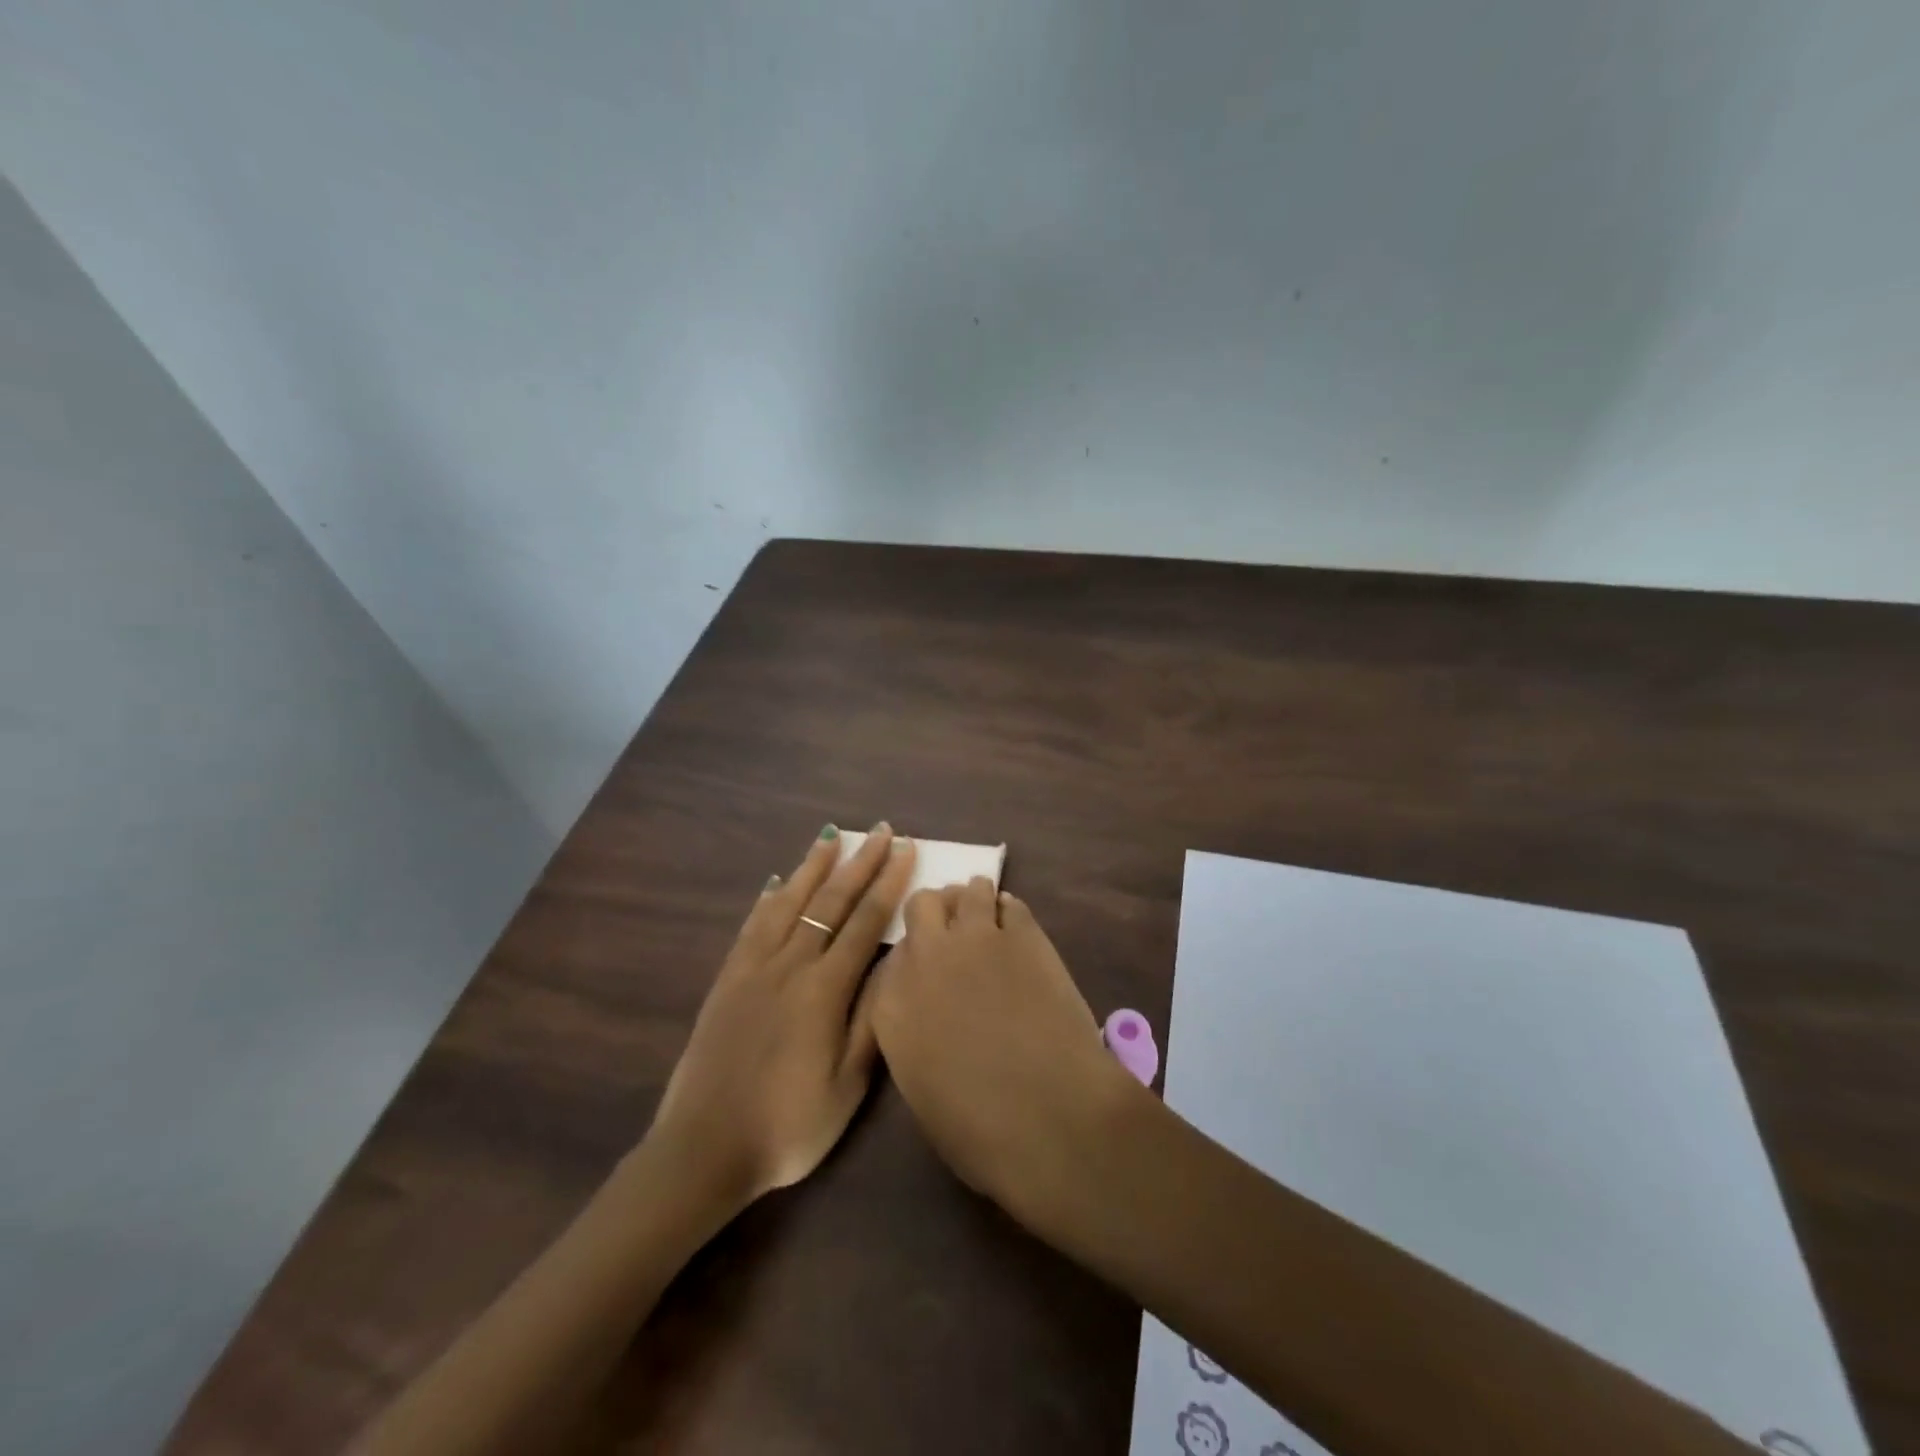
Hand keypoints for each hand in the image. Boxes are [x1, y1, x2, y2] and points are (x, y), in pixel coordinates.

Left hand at [646, 824, 914, 1209]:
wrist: (703, 1148)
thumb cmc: (786, 1126)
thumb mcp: (846, 1086)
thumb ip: (872, 1021)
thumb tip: (897, 964)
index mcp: (824, 990)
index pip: (865, 922)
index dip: (888, 883)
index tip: (904, 850)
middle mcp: (790, 965)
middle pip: (830, 902)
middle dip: (859, 862)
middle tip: (880, 829)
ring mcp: (754, 968)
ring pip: (789, 902)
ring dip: (813, 866)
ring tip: (831, 836)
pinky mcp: (727, 979)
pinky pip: (752, 925)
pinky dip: (769, 898)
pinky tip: (777, 882)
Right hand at [871, 879, 1131, 1222]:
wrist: (1049, 1116)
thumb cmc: (980, 1129)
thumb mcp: (921, 1091)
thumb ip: (915, 1038)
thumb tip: (933, 1017)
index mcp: (891, 1004)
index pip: (893, 955)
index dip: (914, 959)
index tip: (929, 971)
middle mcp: (926, 957)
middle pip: (922, 905)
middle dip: (937, 915)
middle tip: (956, 937)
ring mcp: (975, 938)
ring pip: (968, 890)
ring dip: (975, 903)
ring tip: (989, 924)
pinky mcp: (1023, 933)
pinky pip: (1010, 903)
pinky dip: (1010, 913)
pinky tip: (1018, 933)